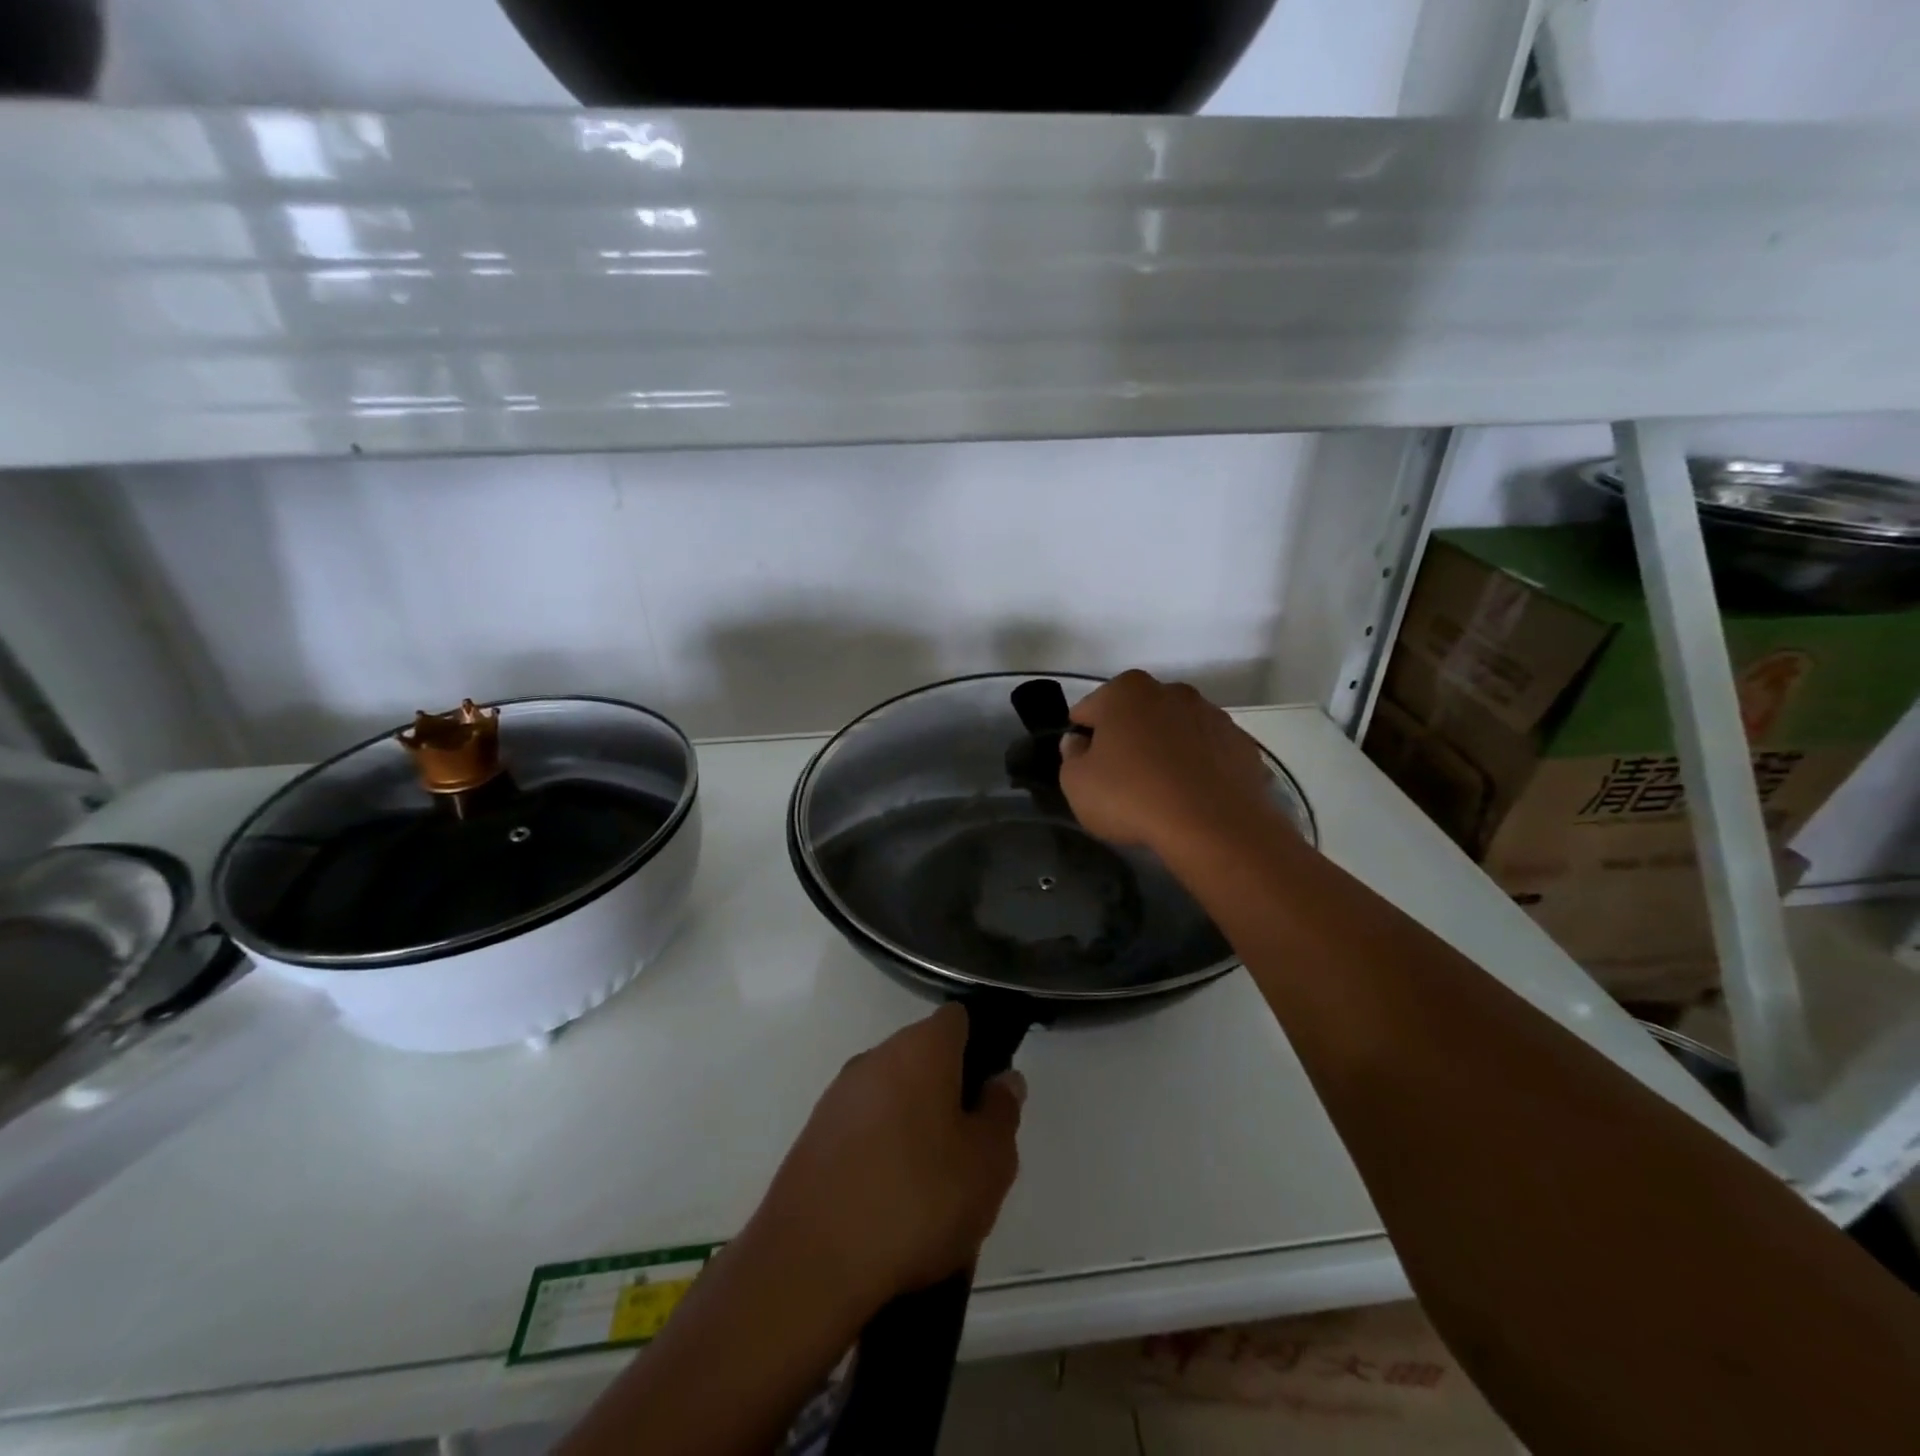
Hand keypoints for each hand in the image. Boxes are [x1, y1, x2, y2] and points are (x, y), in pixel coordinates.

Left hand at [747, 1005, 1024, 1317]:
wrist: (812, 1262)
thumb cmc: (917, 1199)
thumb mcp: (988, 1162)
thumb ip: (1002, 1112)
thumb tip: (1002, 1079)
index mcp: (920, 1049)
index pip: (957, 1020)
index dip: (980, 1047)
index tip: (991, 1094)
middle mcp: (876, 1057)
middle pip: (924, 1058)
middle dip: (949, 1093)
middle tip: (969, 1150)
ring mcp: (839, 1096)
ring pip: (892, 1095)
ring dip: (915, 1125)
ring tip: (932, 1188)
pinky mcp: (813, 1136)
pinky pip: (863, 1128)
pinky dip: (881, 1151)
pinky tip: (890, 1204)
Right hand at [1060, 670, 1282, 858]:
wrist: (1213, 826)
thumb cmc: (1132, 797)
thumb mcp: (1076, 784)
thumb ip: (1071, 756)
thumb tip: (1079, 742)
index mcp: (1125, 691)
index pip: (1088, 710)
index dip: (1083, 738)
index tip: (1086, 767)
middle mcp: (1171, 690)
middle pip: (1136, 714)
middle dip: (1127, 738)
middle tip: (1121, 779)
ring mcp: (1211, 714)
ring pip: (1174, 730)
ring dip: (1164, 749)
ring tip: (1161, 791)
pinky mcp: (1241, 743)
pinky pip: (1206, 751)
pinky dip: (1197, 766)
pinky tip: (1191, 797)